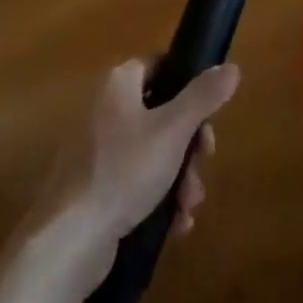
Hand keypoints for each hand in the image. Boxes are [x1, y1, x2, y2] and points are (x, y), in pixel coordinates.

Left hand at [36, 59, 240, 287]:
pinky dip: (160, 197)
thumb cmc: (125, 170)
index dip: (189, 85)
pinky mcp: (97, 183)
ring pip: (155, 151)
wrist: (71, 237)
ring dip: (181, 177)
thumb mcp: (173, 130)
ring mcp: (99, 148)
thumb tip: (231, 66)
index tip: (209, 115)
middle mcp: (106, 108)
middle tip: (203, 165)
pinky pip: (138, 179)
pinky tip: (175, 223)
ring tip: (188, 207)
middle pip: (163, 112)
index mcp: (118, 84)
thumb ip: (204, 96)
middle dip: (190, 146)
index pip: (161, 65)